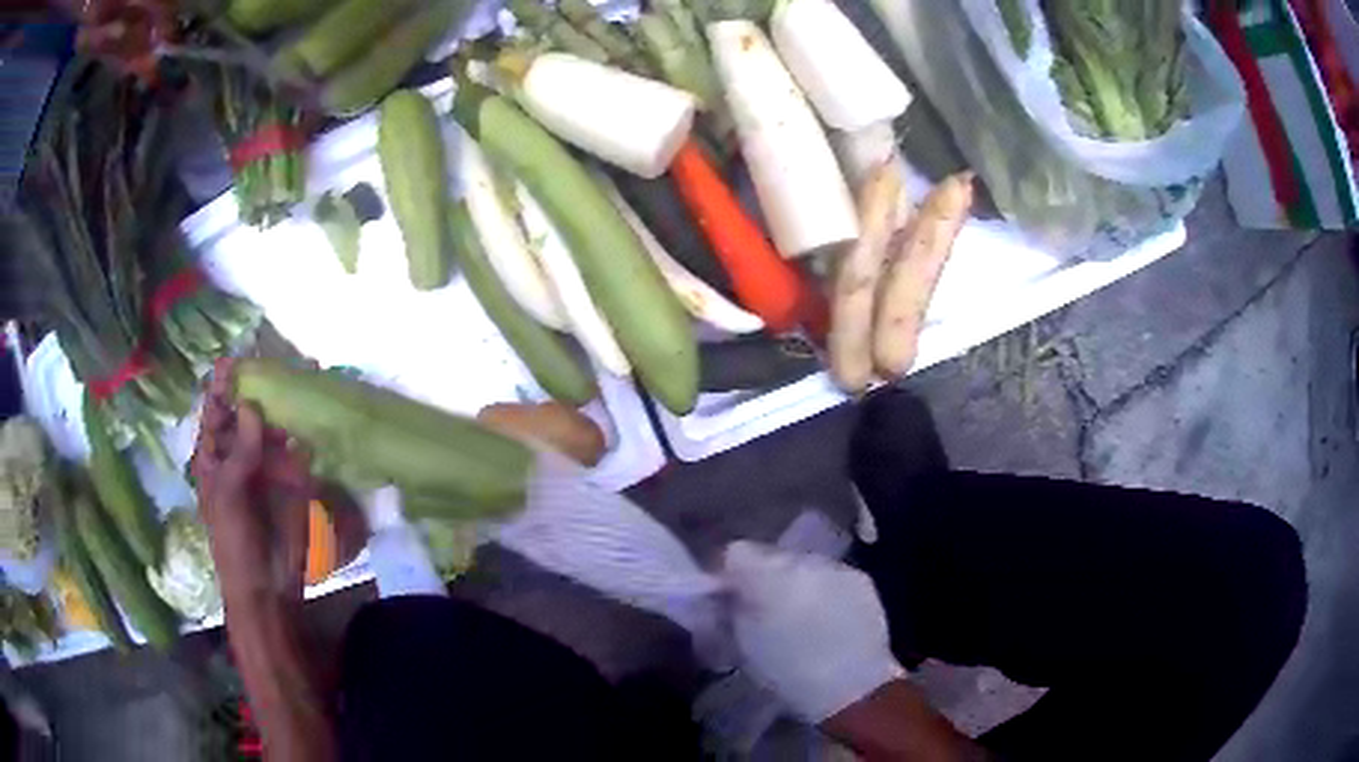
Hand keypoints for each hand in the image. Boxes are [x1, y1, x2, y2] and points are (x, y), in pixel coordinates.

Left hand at [192, 359, 313, 604]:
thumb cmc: (235, 542)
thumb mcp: (229, 496)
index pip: (216, 410)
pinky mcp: (293, 478)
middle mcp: (239, 452)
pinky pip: (299, 447)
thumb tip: (252, 404)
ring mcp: (267, 464)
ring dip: (287, 404)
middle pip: (248, 411)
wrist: (268, 585)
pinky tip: (317, 413)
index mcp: (214, 455)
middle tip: (280, 361)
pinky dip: (306, 431)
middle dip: (261, 387)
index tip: (235, 360)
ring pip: (275, 425)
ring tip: (305, 376)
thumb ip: (240, 451)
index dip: (223, 385)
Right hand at [721, 541, 903, 721]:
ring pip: (803, 565)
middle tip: (762, 612)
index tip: (727, 599)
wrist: (852, 687)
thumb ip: (728, 612)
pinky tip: (826, 619)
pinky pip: (830, 576)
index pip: (736, 552)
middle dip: (764, 580)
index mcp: (766, 575)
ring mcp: (835, 567)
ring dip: (794, 584)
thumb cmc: (788, 672)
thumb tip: (721, 598)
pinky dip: (823, 591)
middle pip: (771, 558)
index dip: (729, 575)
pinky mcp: (860, 579)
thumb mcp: (743, 645)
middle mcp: (801, 560)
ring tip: (798, 618)